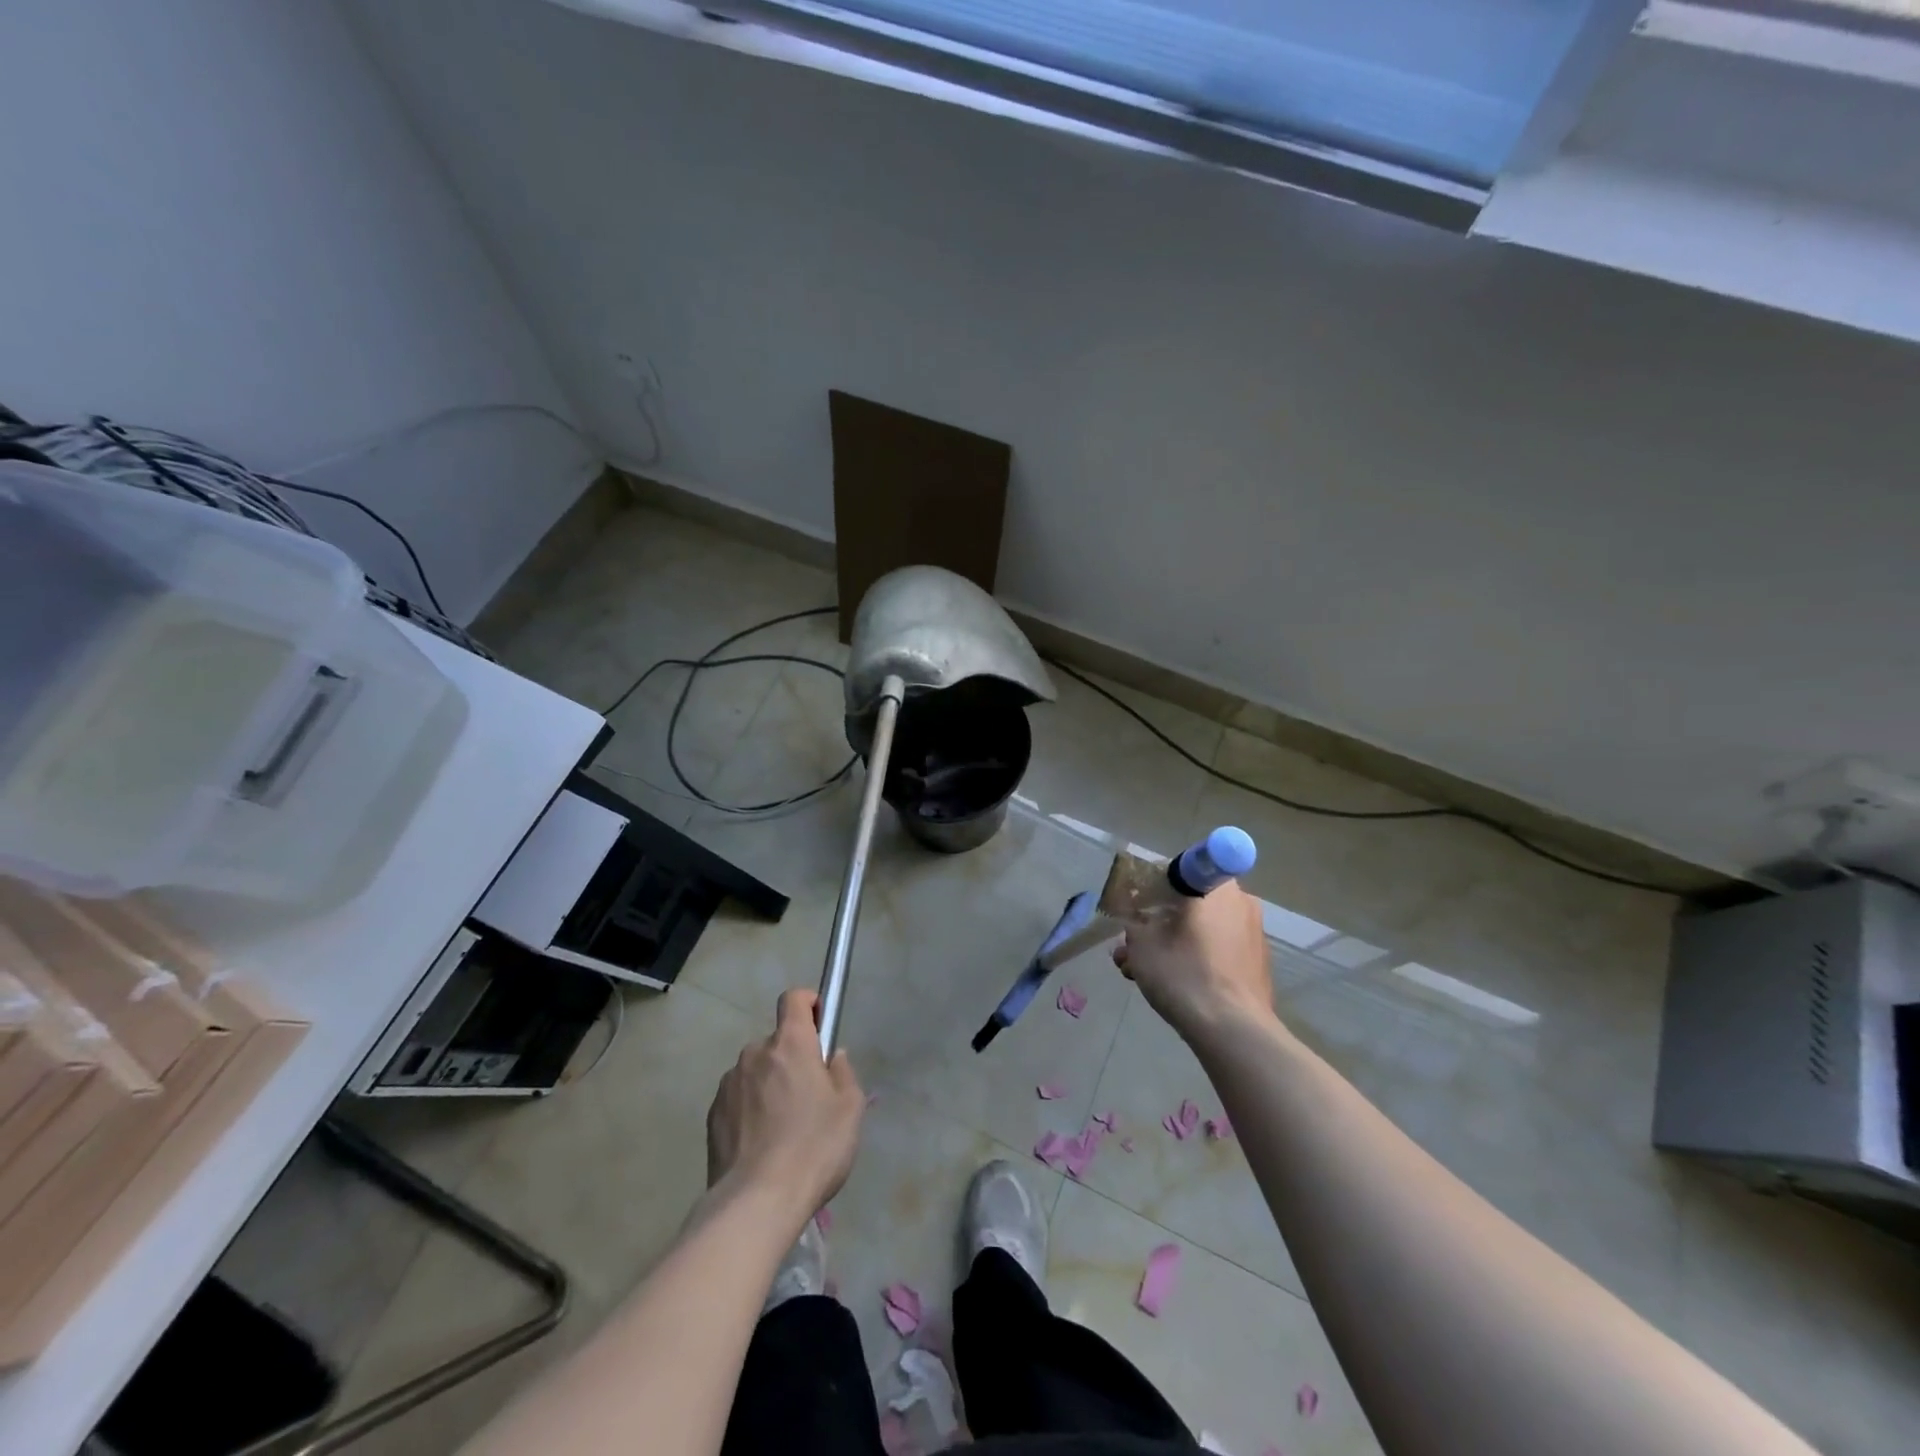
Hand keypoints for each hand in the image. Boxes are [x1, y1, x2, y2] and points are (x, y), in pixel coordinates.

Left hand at [706, 989, 864, 1221]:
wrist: (756, 1202)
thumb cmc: (814, 1148)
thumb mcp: (850, 1109)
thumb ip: (843, 1073)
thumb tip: (831, 1057)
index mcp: (790, 1043)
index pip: (793, 999)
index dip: (808, 1003)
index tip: (820, 1025)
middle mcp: (755, 1053)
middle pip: (776, 1042)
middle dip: (792, 1060)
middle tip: (808, 1098)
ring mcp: (729, 1084)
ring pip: (756, 1072)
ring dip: (769, 1086)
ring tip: (782, 1130)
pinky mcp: (712, 1115)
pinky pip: (738, 1099)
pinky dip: (749, 1111)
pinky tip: (761, 1146)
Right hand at [1113, 881, 1274, 1040]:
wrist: (1232, 1031)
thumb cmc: (1184, 974)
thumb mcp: (1141, 944)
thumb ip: (1134, 923)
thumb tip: (1136, 921)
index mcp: (1216, 888)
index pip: (1182, 870)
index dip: (1155, 885)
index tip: (1141, 906)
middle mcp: (1241, 903)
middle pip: (1191, 903)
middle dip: (1159, 921)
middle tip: (1133, 945)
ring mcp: (1253, 935)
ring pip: (1202, 930)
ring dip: (1172, 943)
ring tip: (1138, 971)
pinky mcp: (1257, 965)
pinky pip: (1218, 950)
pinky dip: (1195, 959)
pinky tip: (1170, 985)